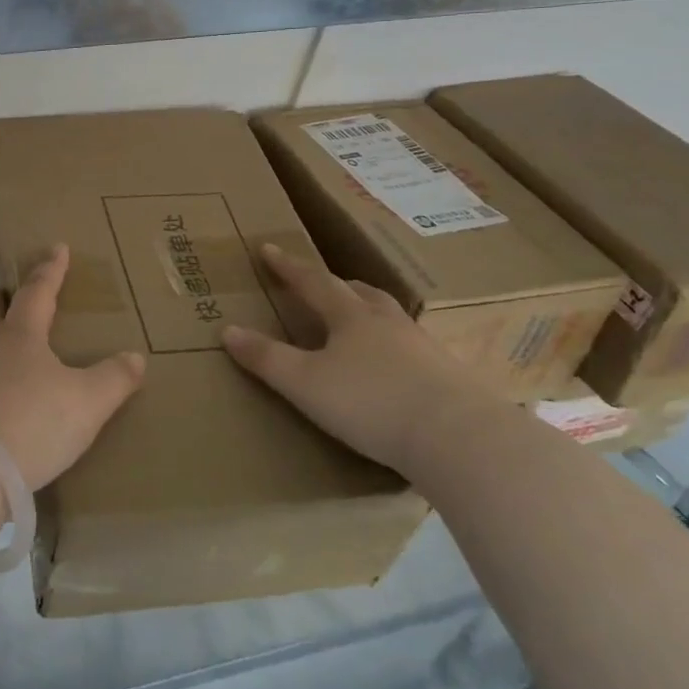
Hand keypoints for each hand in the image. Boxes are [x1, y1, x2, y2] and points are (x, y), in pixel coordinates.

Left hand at [0, 244, 146, 490]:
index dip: (50, 270)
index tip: (57, 248)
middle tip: (7, 291)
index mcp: (20, 335)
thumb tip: (135, 357)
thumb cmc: (32, 421)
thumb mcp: (86, 402)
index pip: (38, 292)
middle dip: (2, 298)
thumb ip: (113, 379)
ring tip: (1, 343)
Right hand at [221, 244, 500, 474]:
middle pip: (359, 293)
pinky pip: (414, 350)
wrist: (461, 439)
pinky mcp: (450, 378)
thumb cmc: (372, 403)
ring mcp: (424, 349)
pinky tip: (397, 368)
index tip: (268, 248)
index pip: (312, 282)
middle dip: (335, 285)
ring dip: (369, 312)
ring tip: (360, 320)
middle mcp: (388, 323)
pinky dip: (396, 348)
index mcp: (351, 317)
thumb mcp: (305, 384)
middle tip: (321, 283)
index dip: (288, 266)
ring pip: (390, 318)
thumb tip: (228, 330)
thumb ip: (267, 358)